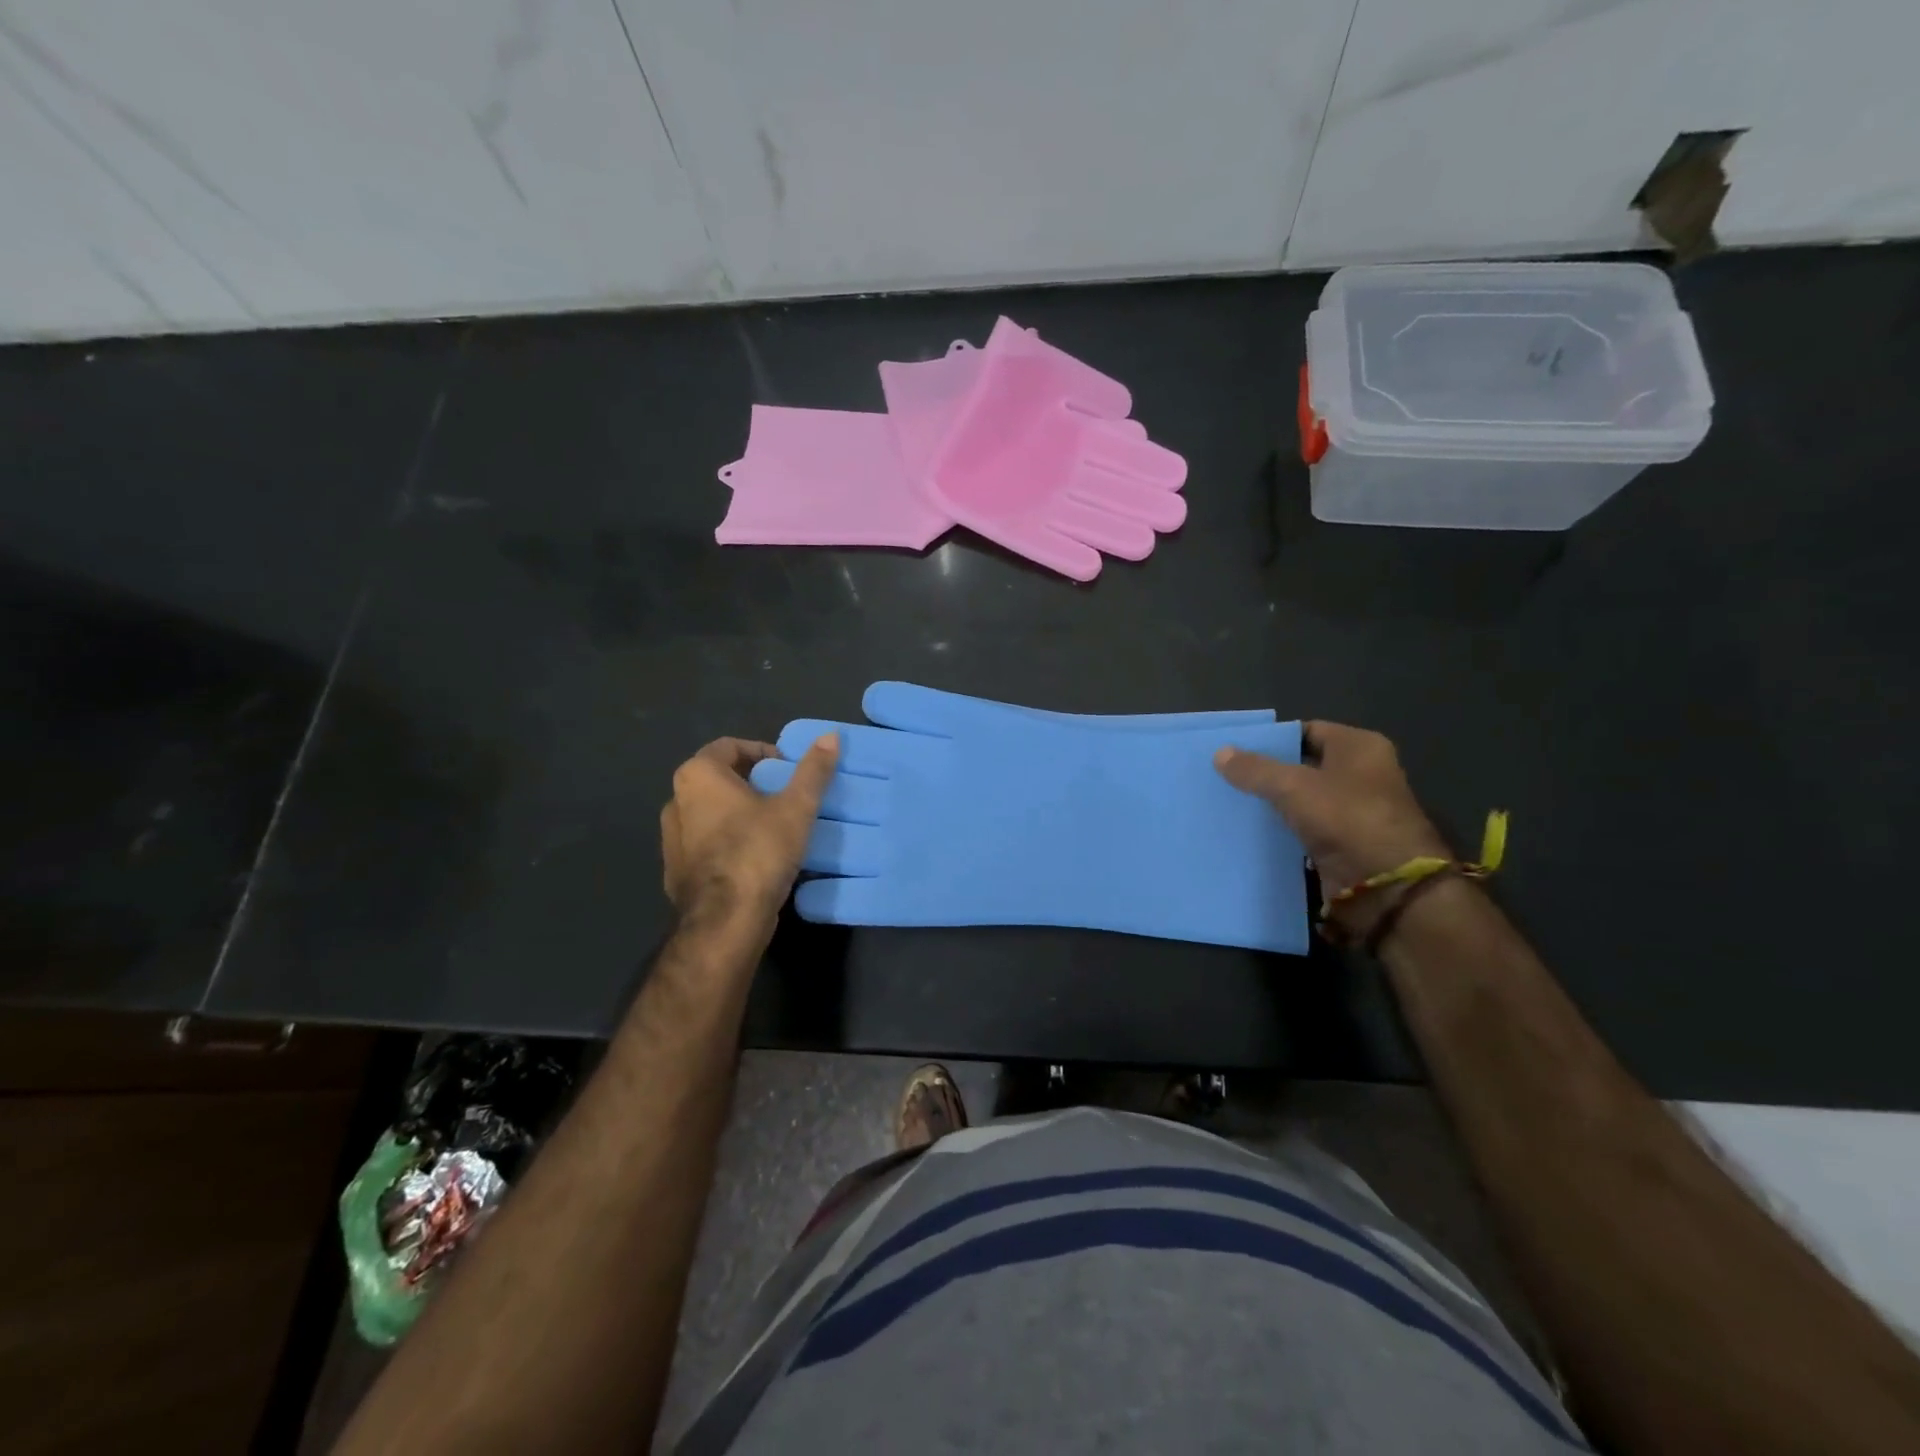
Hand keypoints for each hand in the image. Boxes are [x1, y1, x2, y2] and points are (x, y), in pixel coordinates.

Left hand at [660, 734, 837, 928]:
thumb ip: (813, 770)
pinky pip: (706, 844)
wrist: (726, 920)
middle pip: (719, 779)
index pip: (729, 746)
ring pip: (710, 813)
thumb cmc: (758, 851)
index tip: (788, 770)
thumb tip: (831, 735)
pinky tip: (755, 858)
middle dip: (753, 783)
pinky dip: (727, 842)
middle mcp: (676, 801)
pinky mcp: (676, 871)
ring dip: (739, 814)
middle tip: (786, 796)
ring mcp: (671, 839)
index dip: (762, 752)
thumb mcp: (796, 807)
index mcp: (697, 776)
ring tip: (774, 827)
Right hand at [1214, 721, 1448, 901]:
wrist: (1387, 886)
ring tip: (1231, 803)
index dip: (1273, 740)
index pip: (1307, 731)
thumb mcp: (1293, 787)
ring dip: (1273, 804)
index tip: (1237, 751)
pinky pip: (1305, 828)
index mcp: (1359, 747)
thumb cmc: (1346, 819)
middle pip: (1303, 766)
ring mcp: (1355, 811)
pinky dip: (1282, 830)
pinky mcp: (1344, 843)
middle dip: (1268, 773)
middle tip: (1227, 777)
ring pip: (1302, 799)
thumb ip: (1255, 769)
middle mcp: (1361, 774)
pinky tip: (1250, 832)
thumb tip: (1220, 753)